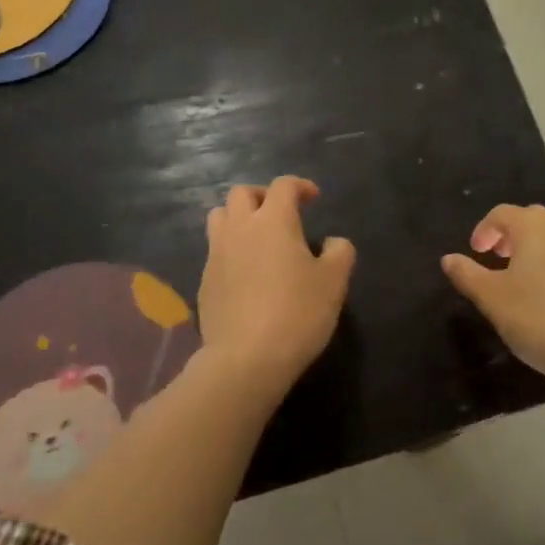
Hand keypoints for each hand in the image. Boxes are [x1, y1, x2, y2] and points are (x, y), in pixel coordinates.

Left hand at [198, 177, 355, 395]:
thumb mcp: (334, 282)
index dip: (300, 185)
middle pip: (242, 193)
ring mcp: (217, 254)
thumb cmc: (297, 313)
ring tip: (256, 237)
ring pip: (220, 216)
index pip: (283, 185)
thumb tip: (333, 242)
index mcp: (273, 220)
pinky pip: (214, 251)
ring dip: (238, 217)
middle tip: (280, 214)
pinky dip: (229, 249)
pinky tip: (245, 273)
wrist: (246, 358)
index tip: (313, 198)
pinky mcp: (204, 281)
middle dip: (262, 196)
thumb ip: (339, 253)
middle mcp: (240, 228)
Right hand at [441, 204, 544, 387]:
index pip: (501, 214)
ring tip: (522, 279)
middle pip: (530, 221)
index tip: (475, 252)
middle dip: (509, 236)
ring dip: (534, 251)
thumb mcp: (491, 297)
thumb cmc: (536, 317)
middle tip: (496, 259)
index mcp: (534, 225)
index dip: (484, 230)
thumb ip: (467, 274)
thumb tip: (448, 259)